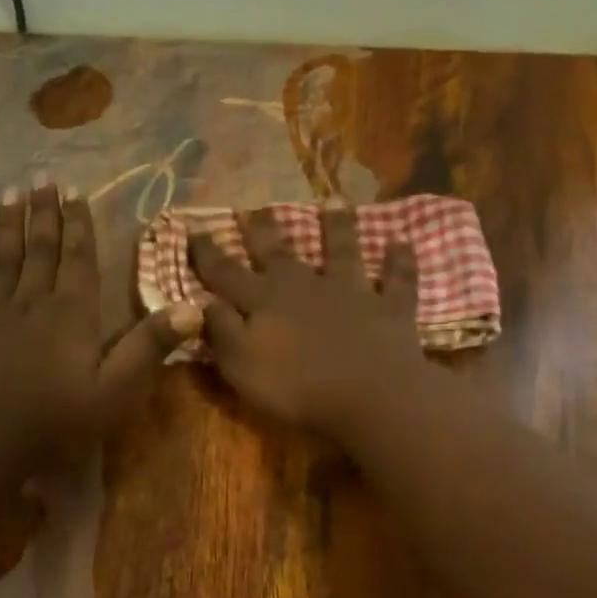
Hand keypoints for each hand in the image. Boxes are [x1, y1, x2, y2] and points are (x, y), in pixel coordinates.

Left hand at [0, 177, 199, 461]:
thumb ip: (150, 346)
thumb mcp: (116, 389)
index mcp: (73, 313)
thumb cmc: (56, 419)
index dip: (79, 225)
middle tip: (43, 178)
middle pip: (41, 248)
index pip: (79, 259)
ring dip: (9, 221)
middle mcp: (34, 300)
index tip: (75, 193)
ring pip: (3, 255)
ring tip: (12, 191)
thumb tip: (194, 308)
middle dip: (44, 212)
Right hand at [189, 204, 429, 436]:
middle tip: (255, 207)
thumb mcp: (241, 365)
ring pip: (342, 251)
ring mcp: (350, 292)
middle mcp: (304, 286)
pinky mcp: (389, 307)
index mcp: (264, 301)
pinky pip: (397, 280)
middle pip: (279, 253)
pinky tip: (402, 242)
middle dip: (264, 230)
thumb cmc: (296, 387)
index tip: (194, 228)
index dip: (208, 252)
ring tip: (335, 201)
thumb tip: (203, 301)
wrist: (369, 395)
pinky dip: (400, 262)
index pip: (226, 272)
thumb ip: (221, 331)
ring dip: (338, 226)